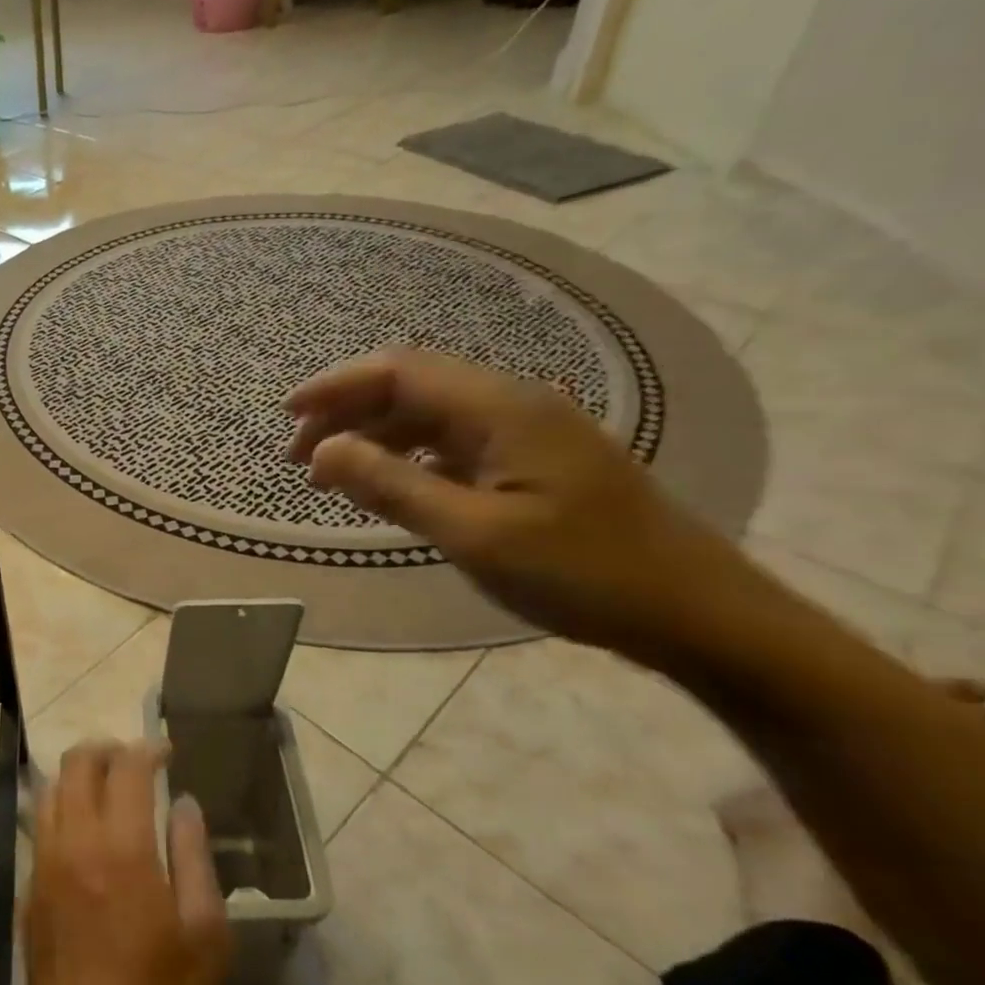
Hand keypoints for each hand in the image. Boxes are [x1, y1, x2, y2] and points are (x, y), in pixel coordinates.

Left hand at [21, 743, 229, 984]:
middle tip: (135, 760)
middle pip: (77, 764)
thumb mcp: (205, 936)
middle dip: (107, 749)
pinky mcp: (28, 893)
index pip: (127, 768)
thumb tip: (184, 804)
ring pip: (50, 790)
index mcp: (121, 849)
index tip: (167, 751)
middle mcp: (74, 844)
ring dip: (79, 775)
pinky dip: (62, 809)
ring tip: (108, 788)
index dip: (148, 749)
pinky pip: (41, 827)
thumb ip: (194, 857)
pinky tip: (85, 834)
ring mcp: (43, 867)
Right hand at [285, 348, 754, 663]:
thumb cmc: (584, 573)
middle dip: (346, 411)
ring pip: (429, 415)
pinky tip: (388, 484)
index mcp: (500, 408)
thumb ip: (392, 486)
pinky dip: (407, 456)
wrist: (698, 612)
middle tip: (298, 455)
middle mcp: (512, 404)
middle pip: (410, 386)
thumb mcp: (474, 535)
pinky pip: (452, 442)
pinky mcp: (534, 462)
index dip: (335, 387)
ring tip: (328, 473)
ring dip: (373, 435)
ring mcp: (526, 432)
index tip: (286, 418)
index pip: (398, 372)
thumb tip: (322, 452)